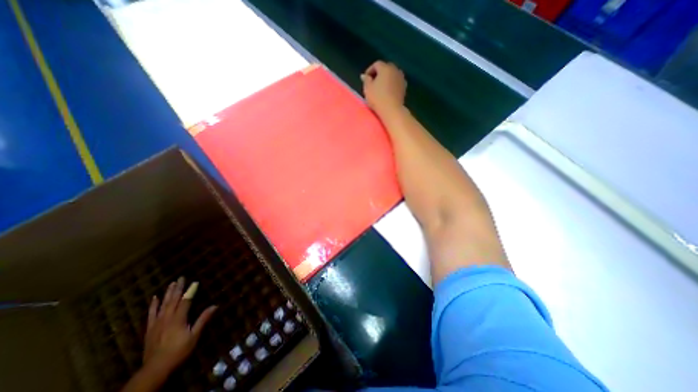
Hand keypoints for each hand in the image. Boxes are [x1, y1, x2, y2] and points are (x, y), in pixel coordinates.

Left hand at [142, 276, 216, 375]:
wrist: (155, 369)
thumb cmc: (179, 351)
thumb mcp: (194, 336)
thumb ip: (203, 319)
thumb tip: (215, 305)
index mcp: (178, 319)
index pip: (186, 301)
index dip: (191, 291)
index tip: (195, 282)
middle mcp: (167, 318)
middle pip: (173, 300)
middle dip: (178, 288)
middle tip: (181, 277)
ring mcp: (157, 323)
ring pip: (163, 305)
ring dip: (168, 293)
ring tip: (172, 283)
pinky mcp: (150, 329)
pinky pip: (151, 314)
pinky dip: (153, 305)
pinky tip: (155, 298)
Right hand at [362, 60, 407, 115]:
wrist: (392, 110)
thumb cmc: (378, 98)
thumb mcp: (368, 89)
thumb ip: (366, 80)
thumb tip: (365, 75)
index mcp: (385, 68)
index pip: (376, 64)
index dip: (370, 70)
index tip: (365, 79)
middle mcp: (395, 70)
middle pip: (386, 68)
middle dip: (379, 73)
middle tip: (373, 82)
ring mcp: (401, 78)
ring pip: (392, 75)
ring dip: (386, 79)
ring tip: (381, 87)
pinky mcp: (404, 88)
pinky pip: (396, 82)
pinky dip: (392, 84)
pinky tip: (388, 92)